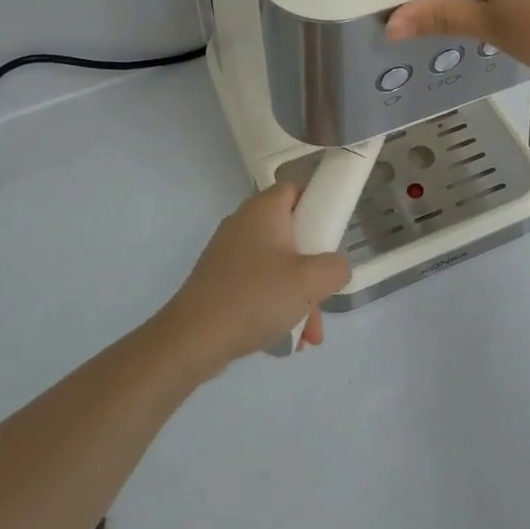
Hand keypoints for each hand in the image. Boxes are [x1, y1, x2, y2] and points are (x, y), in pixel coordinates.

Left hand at [155, 185, 350, 378]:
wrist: (193, 338)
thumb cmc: (255, 297)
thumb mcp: (310, 282)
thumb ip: (336, 267)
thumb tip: (336, 266)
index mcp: (264, 210)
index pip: (296, 189)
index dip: (318, 206)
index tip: (332, 236)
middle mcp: (244, 223)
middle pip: (291, 233)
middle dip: (313, 269)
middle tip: (324, 294)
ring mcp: (229, 253)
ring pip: (278, 265)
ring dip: (299, 296)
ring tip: (309, 334)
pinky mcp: (220, 280)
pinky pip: (259, 285)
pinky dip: (275, 305)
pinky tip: (287, 339)